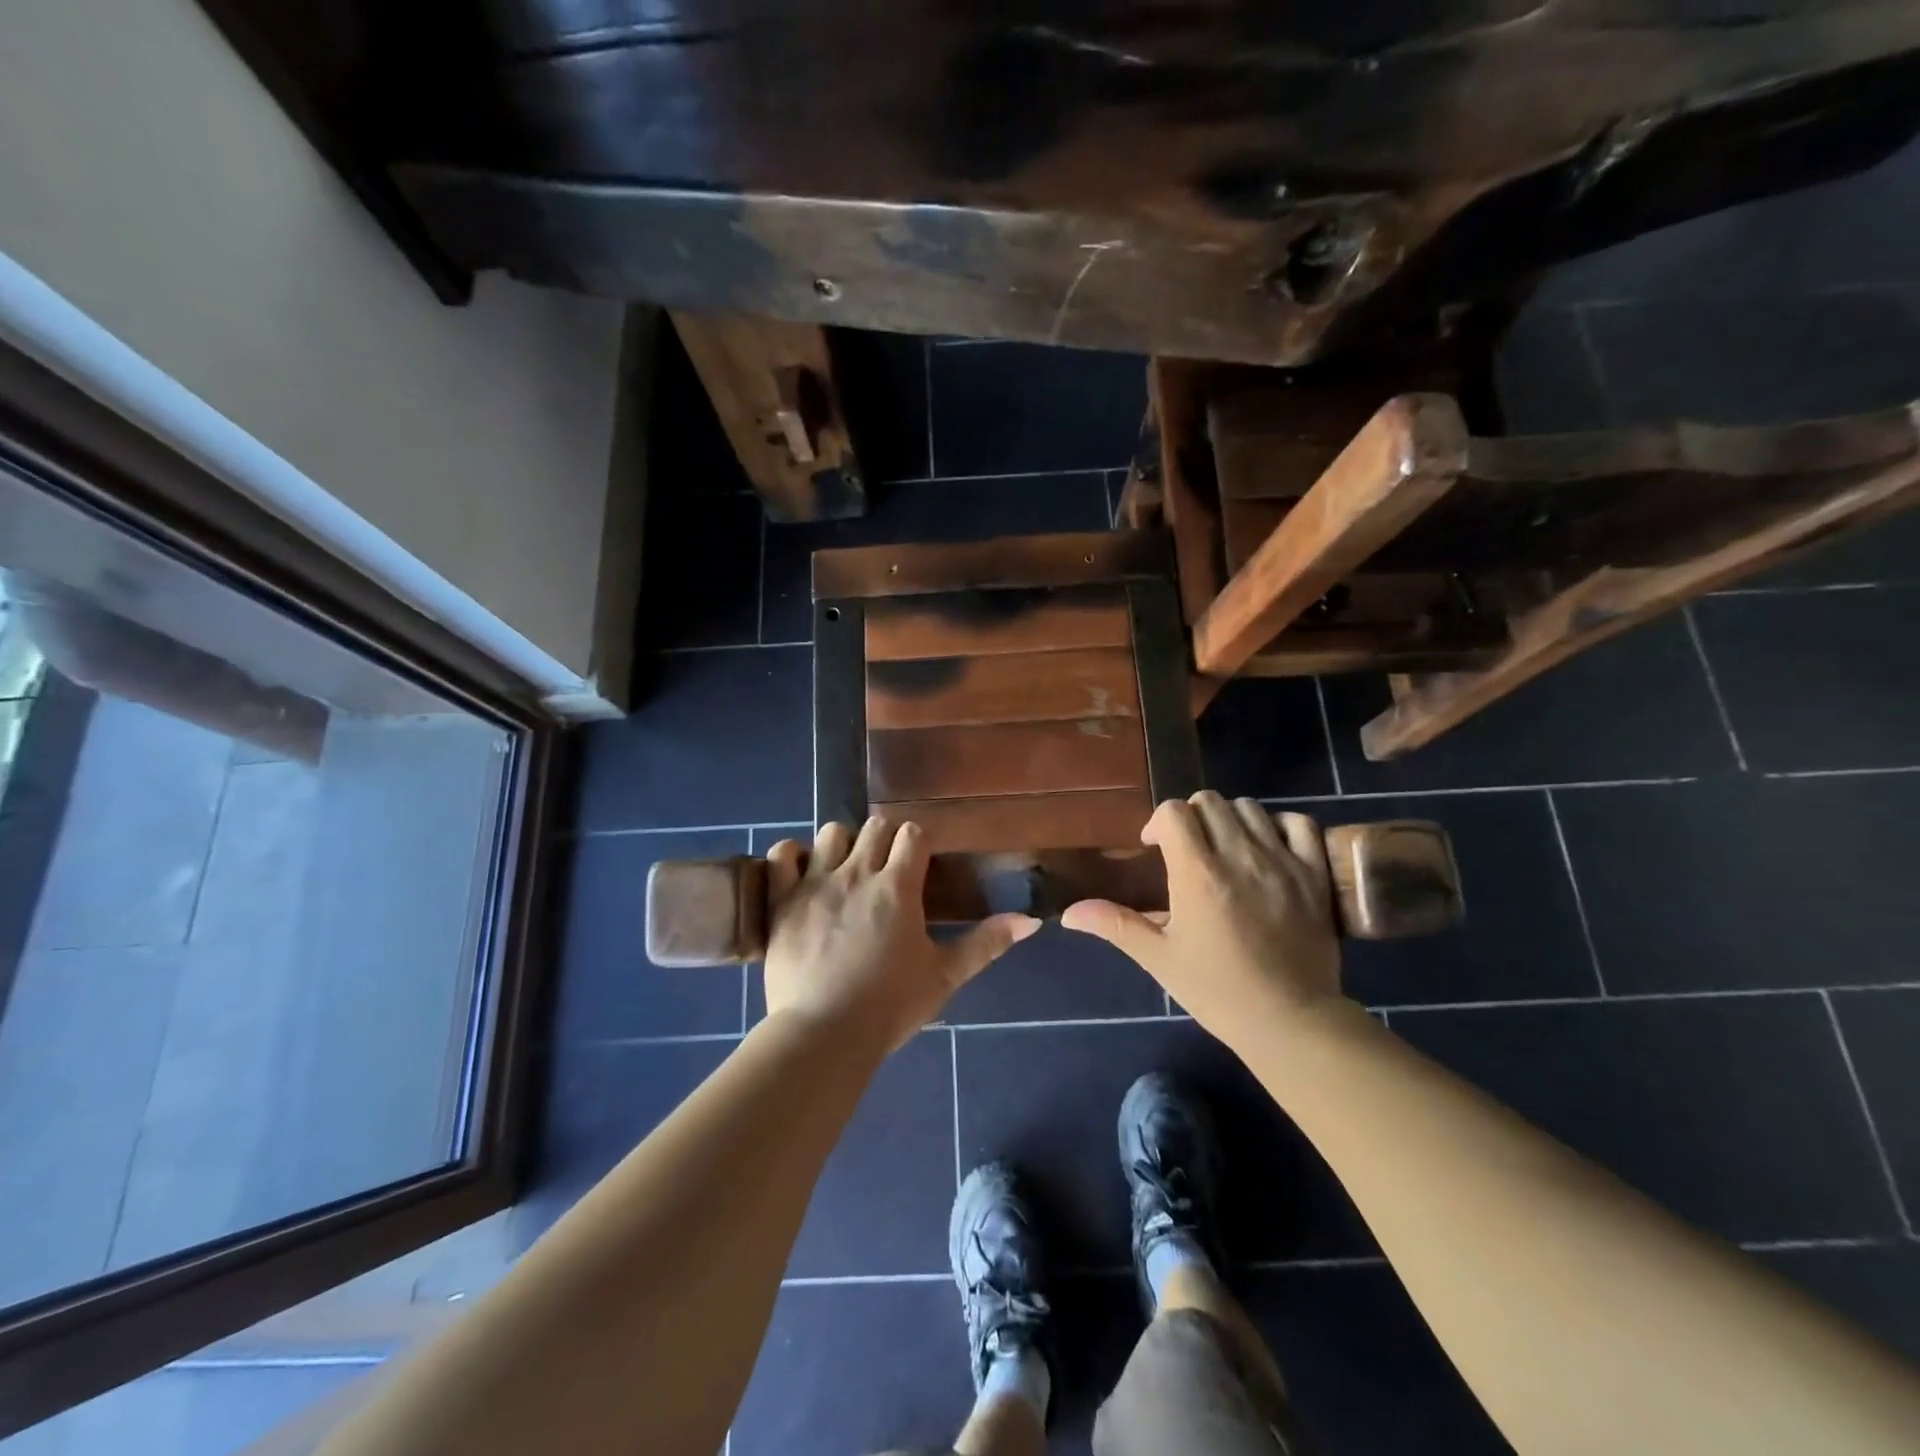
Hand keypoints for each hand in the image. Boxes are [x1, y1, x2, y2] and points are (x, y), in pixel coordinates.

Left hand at [762, 817, 1039, 1052]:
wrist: (824, 1034)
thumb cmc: (889, 1006)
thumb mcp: (944, 976)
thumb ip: (986, 944)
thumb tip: (1031, 921)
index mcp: (898, 887)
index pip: (912, 834)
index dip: (917, 842)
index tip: (917, 862)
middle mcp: (858, 873)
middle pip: (874, 826)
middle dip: (883, 840)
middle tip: (884, 870)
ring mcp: (815, 883)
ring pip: (831, 832)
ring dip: (841, 845)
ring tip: (843, 871)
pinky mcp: (782, 899)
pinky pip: (781, 855)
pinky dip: (790, 856)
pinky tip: (800, 872)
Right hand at [1062, 792, 1344, 1046]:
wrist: (1289, 1021)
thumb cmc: (1217, 990)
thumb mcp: (1159, 958)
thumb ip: (1114, 925)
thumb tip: (1068, 914)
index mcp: (1197, 873)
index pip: (1174, 811)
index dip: (1159, 823)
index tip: (1157, 849)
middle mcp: (1239, 856)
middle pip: (1210, 802)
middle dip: (1192, 818)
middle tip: (1188, 850)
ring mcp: (1282, 861)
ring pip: (1250, 808)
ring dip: (1230, 820)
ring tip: (1226, 849)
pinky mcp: (1314, 873)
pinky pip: (1300, 824)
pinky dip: (1280, 825)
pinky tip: (1269, 847)